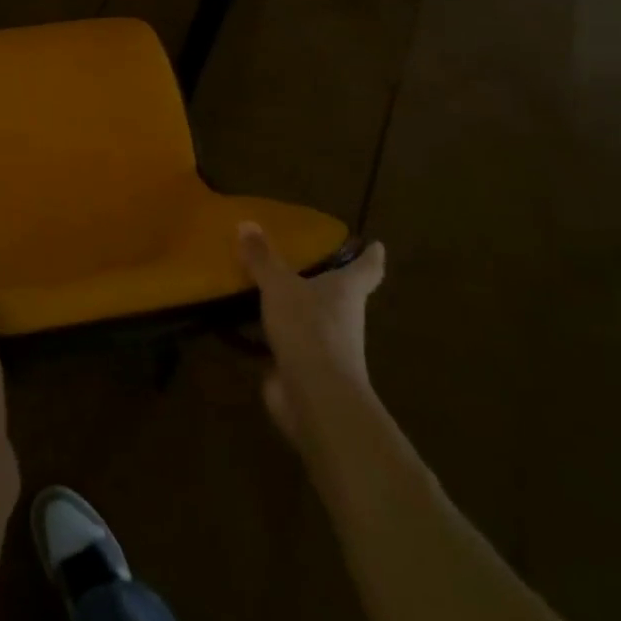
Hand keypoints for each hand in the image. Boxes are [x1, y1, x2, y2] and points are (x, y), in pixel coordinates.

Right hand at [239, 222, 387, 461]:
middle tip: (303, 257)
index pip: (368, 269)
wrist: (316, 398)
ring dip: (294, 306)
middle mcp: (343, 317)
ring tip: (264, 284)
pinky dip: (269, 332)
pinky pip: (285, 341)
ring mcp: (325, 346)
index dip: (371, 256)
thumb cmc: (310, 330)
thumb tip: (247, 222)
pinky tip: (244, 322)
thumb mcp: (280, 286)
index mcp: (347, 291)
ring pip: (311, 318)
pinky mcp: (302, 368)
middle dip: (325, 279)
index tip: (376, 244)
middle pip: (340, 294)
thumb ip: (263, 258)